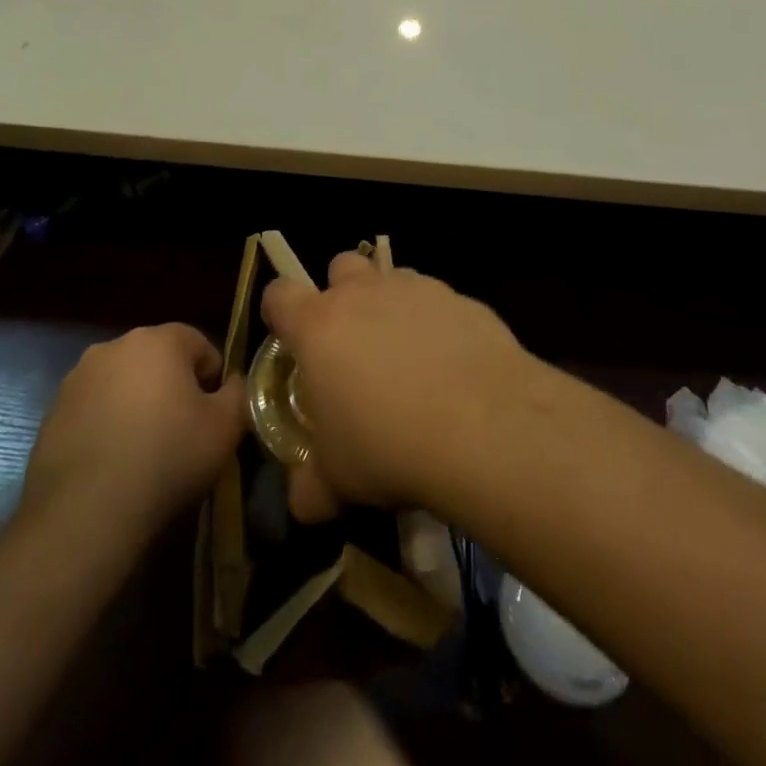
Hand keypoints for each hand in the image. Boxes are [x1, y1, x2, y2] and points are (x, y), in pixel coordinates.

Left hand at [22, 323, 245, 536]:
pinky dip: (106, 426)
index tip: (213, 415)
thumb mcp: (226, 427)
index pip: (198, 343)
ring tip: (145, 451)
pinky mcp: (52, 413)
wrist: (87, 512)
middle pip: (157, 359)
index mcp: (158, 340)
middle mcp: (113, 347)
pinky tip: (113, 464)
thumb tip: (234, 382)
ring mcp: (76, 379)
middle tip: (183, 432)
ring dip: (136, 404)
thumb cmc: (167, 457)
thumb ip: (240, 392)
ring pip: (122, 383)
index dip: (212, 378)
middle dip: (172, 387)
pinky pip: (93, 410)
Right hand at [262, 253, 528, 522]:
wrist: (486, 429)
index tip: (290, 339)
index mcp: (319, 326)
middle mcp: (365, 294)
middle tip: (354, 344)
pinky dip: (440, 325)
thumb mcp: (338, 481)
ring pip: (394, 279)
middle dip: (342, 294)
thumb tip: (303, 499)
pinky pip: (441, 303)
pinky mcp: (464, 300)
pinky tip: (455, 369)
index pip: (280, 294)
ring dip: (393, 307)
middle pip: (341, 267)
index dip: (280, 313)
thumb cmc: (389, 447)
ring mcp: (418, 290)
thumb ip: (311, 485)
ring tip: (410, 358)